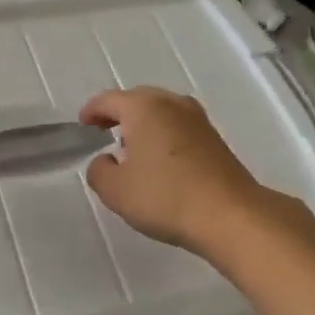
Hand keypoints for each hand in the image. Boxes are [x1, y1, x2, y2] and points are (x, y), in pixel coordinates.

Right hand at [80, 87, 276, 256]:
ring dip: (144, 124)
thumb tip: (105, 160)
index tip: (83, 125)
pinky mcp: (215, 139)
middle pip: (138, 99)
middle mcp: (172, 103)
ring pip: (161, 112)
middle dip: (119, 114)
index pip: (109, 100)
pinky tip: (160, 161)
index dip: (92, 111)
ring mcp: (198, 119)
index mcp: (144, 107)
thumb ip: (99, 171)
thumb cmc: (165, 197)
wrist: (231, 215)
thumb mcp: (115, 190)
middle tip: (104, 133)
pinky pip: (179, 127)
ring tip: (131, 148)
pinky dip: (164, 135)